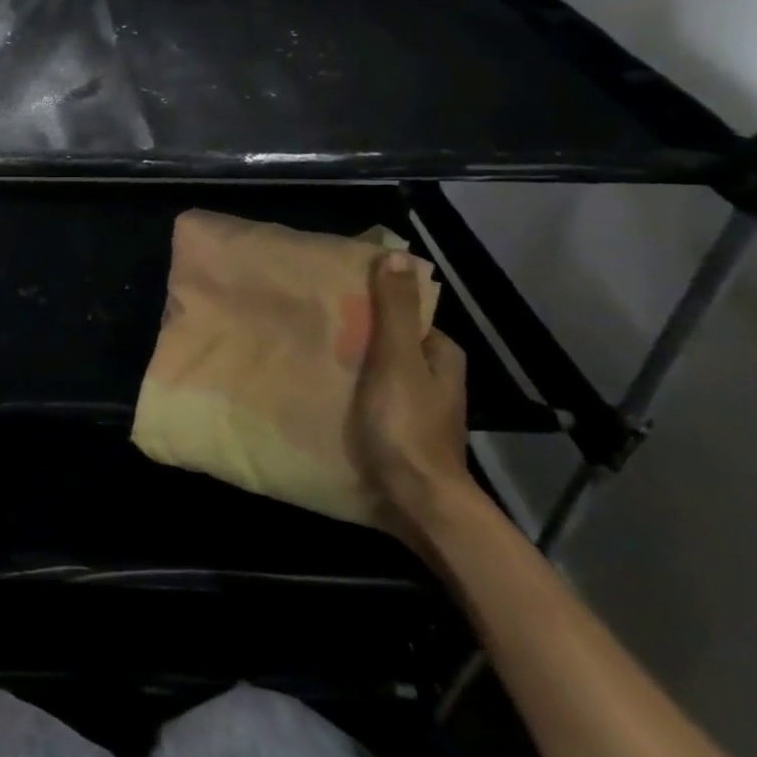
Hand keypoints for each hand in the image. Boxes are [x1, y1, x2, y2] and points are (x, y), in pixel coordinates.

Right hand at [347, 252, 477, 545]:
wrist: (418, 501)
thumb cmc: (407, 424)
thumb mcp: (398, 359)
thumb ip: (396, 310)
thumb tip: (397, 254)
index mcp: (443, 357)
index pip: (409, 317)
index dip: (377, 305)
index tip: (340, 300)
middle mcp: (438, 381)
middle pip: (394, 345)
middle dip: (362, 336)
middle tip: (319, 327)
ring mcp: (421, 411)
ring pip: (383, 374)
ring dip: (355, 366)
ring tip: (314, 356)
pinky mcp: (402, 435)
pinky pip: (374, 400)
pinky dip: (354, 393)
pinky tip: (325, 393)